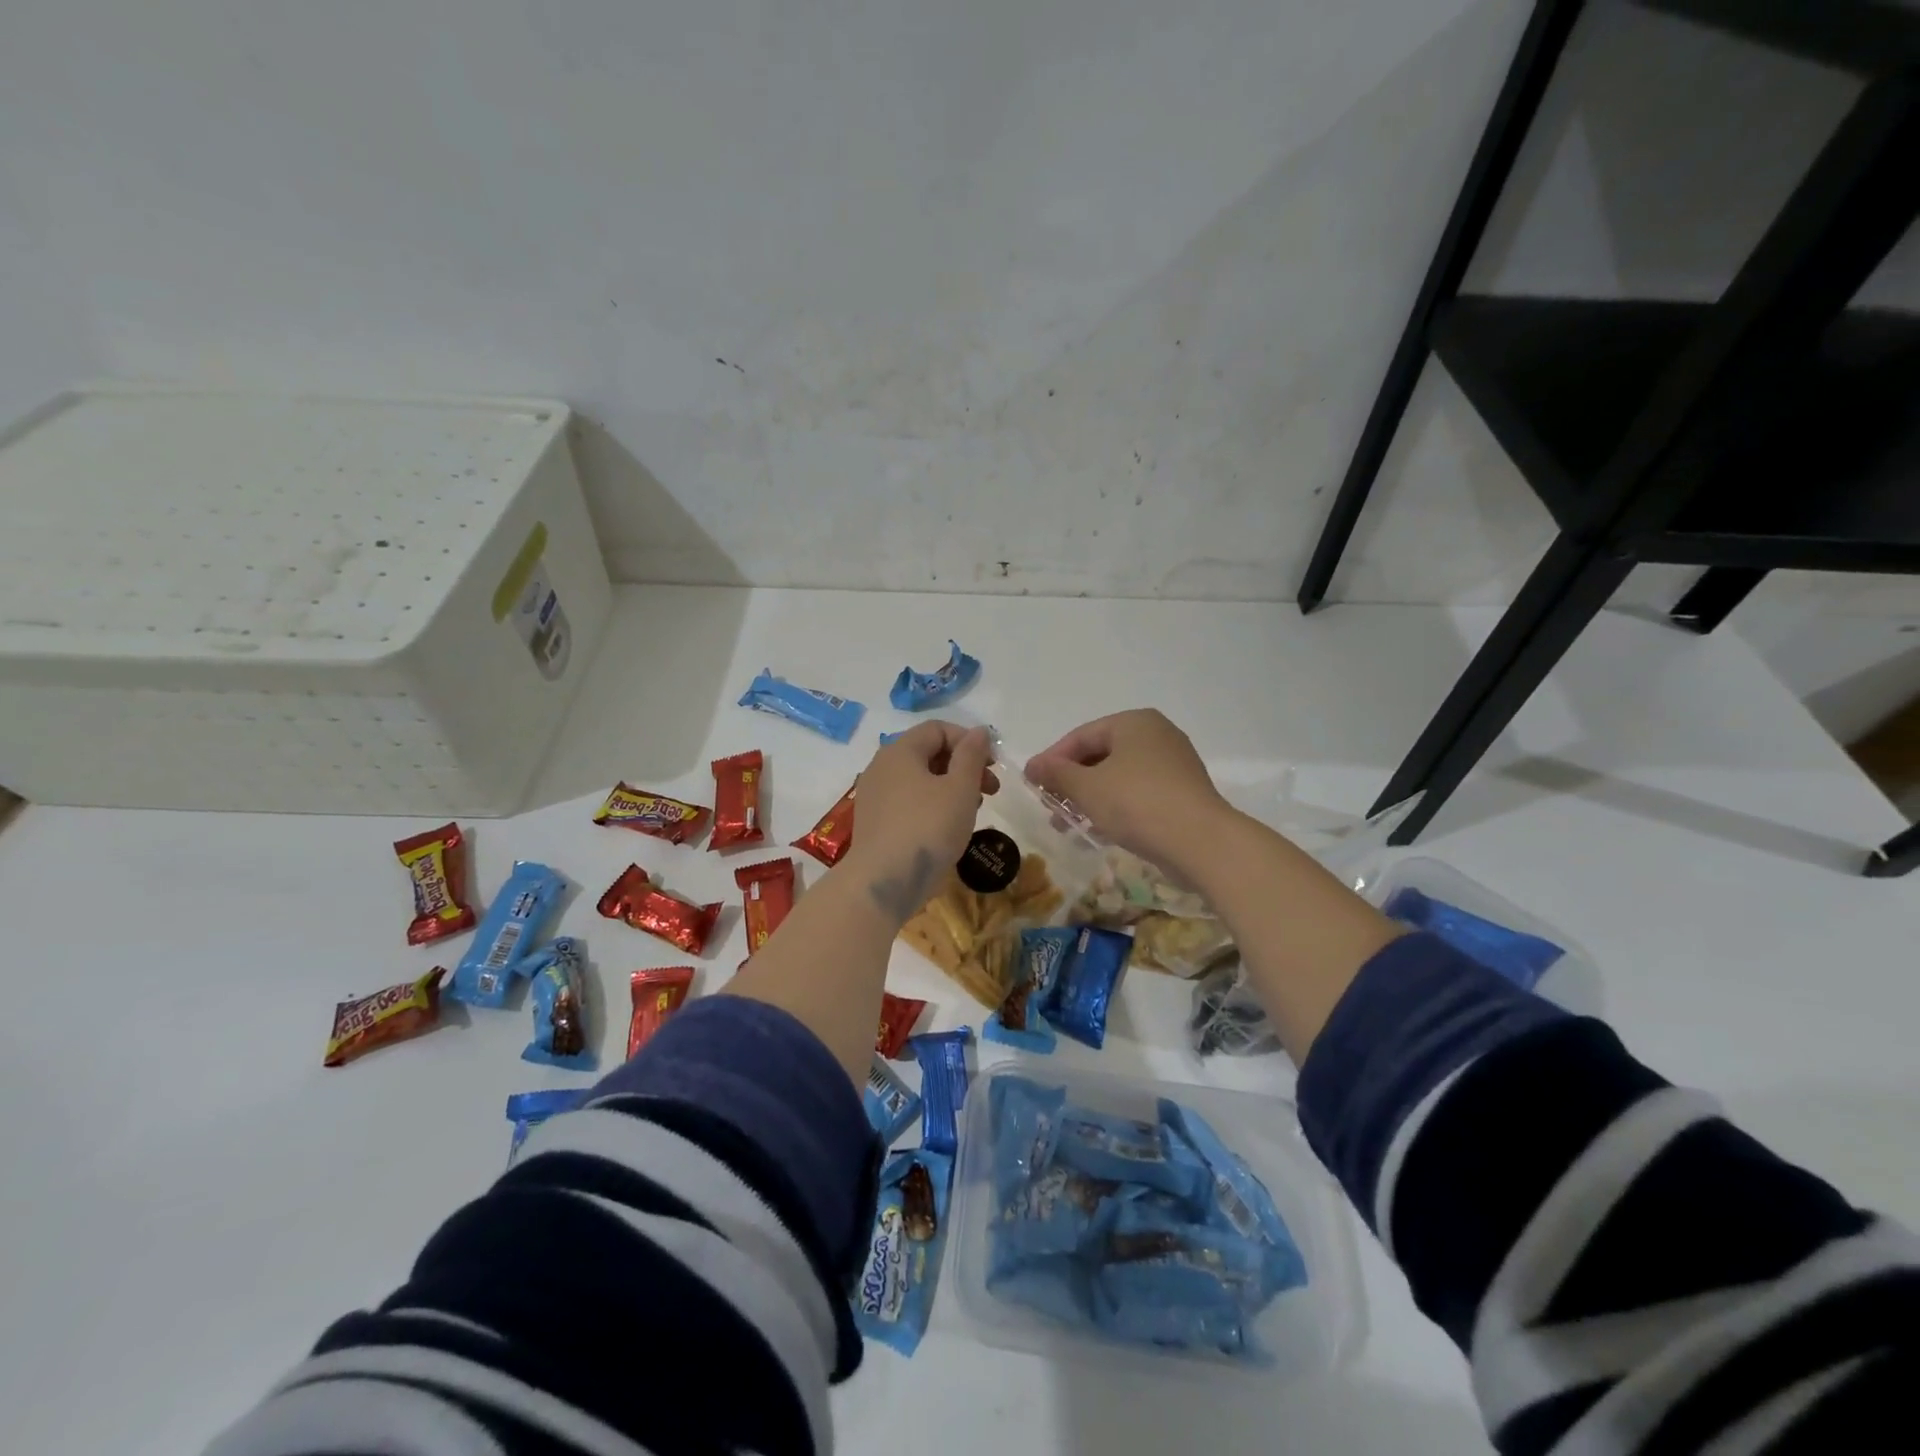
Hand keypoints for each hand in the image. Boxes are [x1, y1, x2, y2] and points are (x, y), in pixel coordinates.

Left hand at [843, 722, 997, 923]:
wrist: (884, 882)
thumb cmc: (928, 828)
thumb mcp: (960, 789)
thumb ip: (972, 755)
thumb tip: (979, 731)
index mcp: (900, 751)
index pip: (938, 729)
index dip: (969, 741)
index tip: (993, 765)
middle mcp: (882, 767)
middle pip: (929, 753)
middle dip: (964, 766)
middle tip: (991, 790)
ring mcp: (875, 795)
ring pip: (920, 779)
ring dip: (951, 787)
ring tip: (974, 810)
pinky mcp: (875, 822)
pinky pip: (909, 801)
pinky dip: (933, 805)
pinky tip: (949, 827)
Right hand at [1025, 709, 1233, 874]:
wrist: (1201, 842)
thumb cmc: (1137, 803)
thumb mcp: (1086, 787)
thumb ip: (1056, 773)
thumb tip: (1033, 766)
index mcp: (1134, 722)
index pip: (1081, 736)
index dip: (1052, 760)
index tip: (1031, 784)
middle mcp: (1157, 734)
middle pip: (1100, 755)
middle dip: (1071, 782)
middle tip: (1049, 806)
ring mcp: (1174, 763)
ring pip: (1119, 776)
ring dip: (1090, 798)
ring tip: (1069, 824)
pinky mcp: (1183, 792)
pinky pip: (1139, 792)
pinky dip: (1116, 806)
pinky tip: (1100, 830)